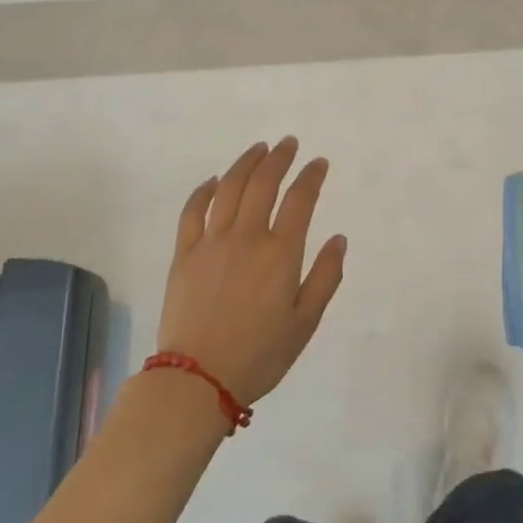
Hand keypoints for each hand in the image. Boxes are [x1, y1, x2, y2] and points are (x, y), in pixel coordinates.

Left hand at [157, 138, 346, 406]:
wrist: (197, 379)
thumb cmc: (259, 354)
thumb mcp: (305, 323)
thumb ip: (325, 277)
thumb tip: (338, 238)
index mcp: (280, 253)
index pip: (300, 199)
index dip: (311, 176)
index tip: (318, 163)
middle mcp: (247, 237)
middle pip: (264, 183)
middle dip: (279, 158)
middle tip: (288, 144)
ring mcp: (211, 242)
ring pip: (229, 188)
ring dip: (246, 163)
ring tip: (258, 149)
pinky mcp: (184, 253)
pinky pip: (193, 211)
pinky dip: (205, 190)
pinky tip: (214, 180)